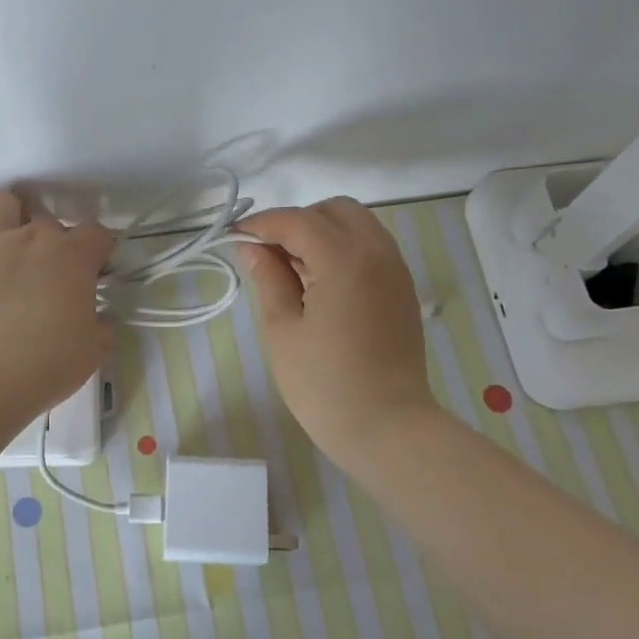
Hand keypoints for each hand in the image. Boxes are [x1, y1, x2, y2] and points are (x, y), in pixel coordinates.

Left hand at [0, 190, 116, 418]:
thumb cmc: (46, 364)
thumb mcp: (93, 351)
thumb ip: (100, 327)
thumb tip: (97, 320)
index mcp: (72, 257)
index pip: (96, 234)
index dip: (98, 250)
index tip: (94, 271)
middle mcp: (30, 237)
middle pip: (47, 218)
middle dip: (52, 239)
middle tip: (47, 271)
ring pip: (2, 202)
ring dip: (10, 217)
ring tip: (8, 244)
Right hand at [235, 197, 438, 474]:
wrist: (387, 427)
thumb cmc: (324, 384)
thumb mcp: (282, 329)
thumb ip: (269, 278)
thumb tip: (252, 247)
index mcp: (345, 259)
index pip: (298, 221)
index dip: (262, 224)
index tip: (235, 238)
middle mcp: (377, 252)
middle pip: (334, 211)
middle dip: (297, 221)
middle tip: (268, 254)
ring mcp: (395, 270)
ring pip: (357, 225)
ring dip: (322, 233)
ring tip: (292, 269)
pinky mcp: (402, 289)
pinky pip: (371, 248)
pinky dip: (343, 249)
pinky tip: (320, 283)